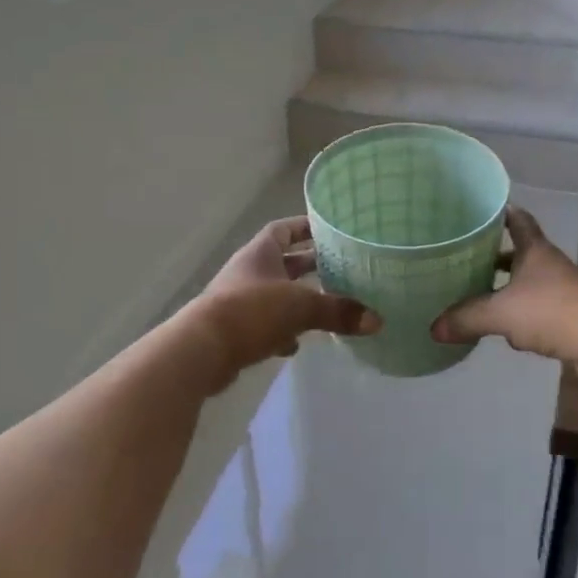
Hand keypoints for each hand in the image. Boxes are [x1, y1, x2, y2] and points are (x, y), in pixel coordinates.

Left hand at [187, 216, 380, 388]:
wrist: (201, 350)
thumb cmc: (250, 311)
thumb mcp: (300, 306)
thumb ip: (338, 311)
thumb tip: (377, 320)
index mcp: (261, 253)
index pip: (284, 229)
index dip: (305, 227)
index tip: (330, 230)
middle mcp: (250, 272)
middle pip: (284, 263)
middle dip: (310, 266)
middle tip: (342, 268)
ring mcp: (240, 301)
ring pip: (277, 295)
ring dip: (299, 300)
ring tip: (329, 306)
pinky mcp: (236, 331)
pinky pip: (266, 325)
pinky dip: (283, 332)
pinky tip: (299, 343)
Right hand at [431, 207, 577, 370]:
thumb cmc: (551, 312)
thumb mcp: (500, 313)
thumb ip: (466, 317)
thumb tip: (433, 327)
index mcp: (534, 250)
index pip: (517, 220)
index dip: (500, 213)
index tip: (478, 211)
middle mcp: (548, 264)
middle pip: (519, 252)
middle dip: (494, 254)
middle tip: (464, 257)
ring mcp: (560, 289)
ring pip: (526, 281)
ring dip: (506, 286)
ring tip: (476, 293)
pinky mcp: (566, 315)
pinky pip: (535, 308)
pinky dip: (518, 313)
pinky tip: (502, 328)